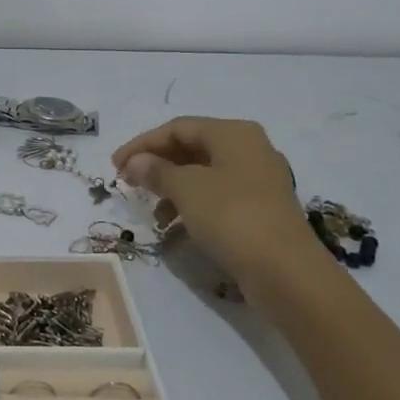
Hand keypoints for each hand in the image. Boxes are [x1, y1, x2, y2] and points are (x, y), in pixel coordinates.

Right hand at [112, 117, 317, 280]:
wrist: (285, 271)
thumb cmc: (232, 216)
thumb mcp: (186, 189)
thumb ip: (157, 171)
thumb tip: (136, 162)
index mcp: (233, 133)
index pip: (177, 128)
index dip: (142, 144)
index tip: (114, 166)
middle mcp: (249, 149)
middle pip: (192, 148)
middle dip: (157, 165)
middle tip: (128, 184)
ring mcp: (258, 180)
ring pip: (204, 174)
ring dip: (172, 188)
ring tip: (152, 212)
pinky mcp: (260, 209)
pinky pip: (217, 196)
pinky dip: (192, 205)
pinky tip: (176, 227)